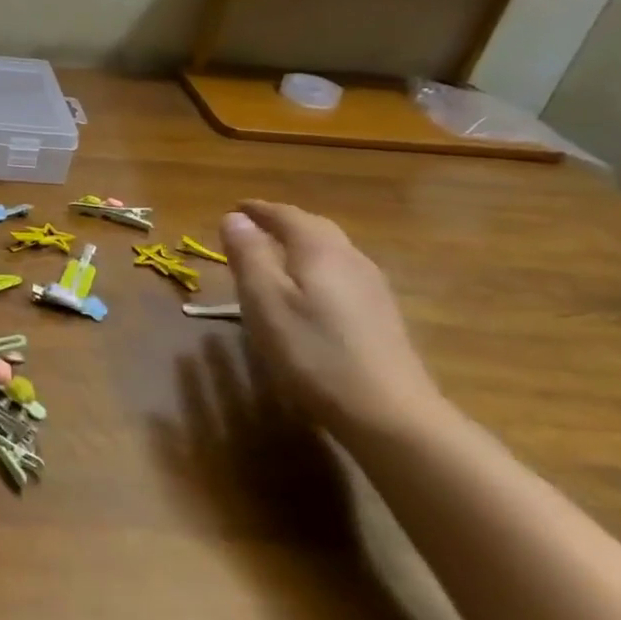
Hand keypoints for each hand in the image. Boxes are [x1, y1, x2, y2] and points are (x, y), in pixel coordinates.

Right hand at [220, 201, 444, 437]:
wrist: (387, 411)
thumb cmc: (313, 352)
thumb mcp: (265, 302)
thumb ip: (249, 256)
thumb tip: (233, 218)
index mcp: (320, 251)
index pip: (288, 216)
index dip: (260, 210)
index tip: (236, 208)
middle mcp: (351, 260)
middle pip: (316, 229)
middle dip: (283, 223)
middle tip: (254, 226)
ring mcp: (372, 288)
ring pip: (332, 251)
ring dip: (302, 245)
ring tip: (276, 254)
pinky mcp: (380, 316)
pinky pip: (341, 274)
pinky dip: (317, 268)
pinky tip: (310, 290)